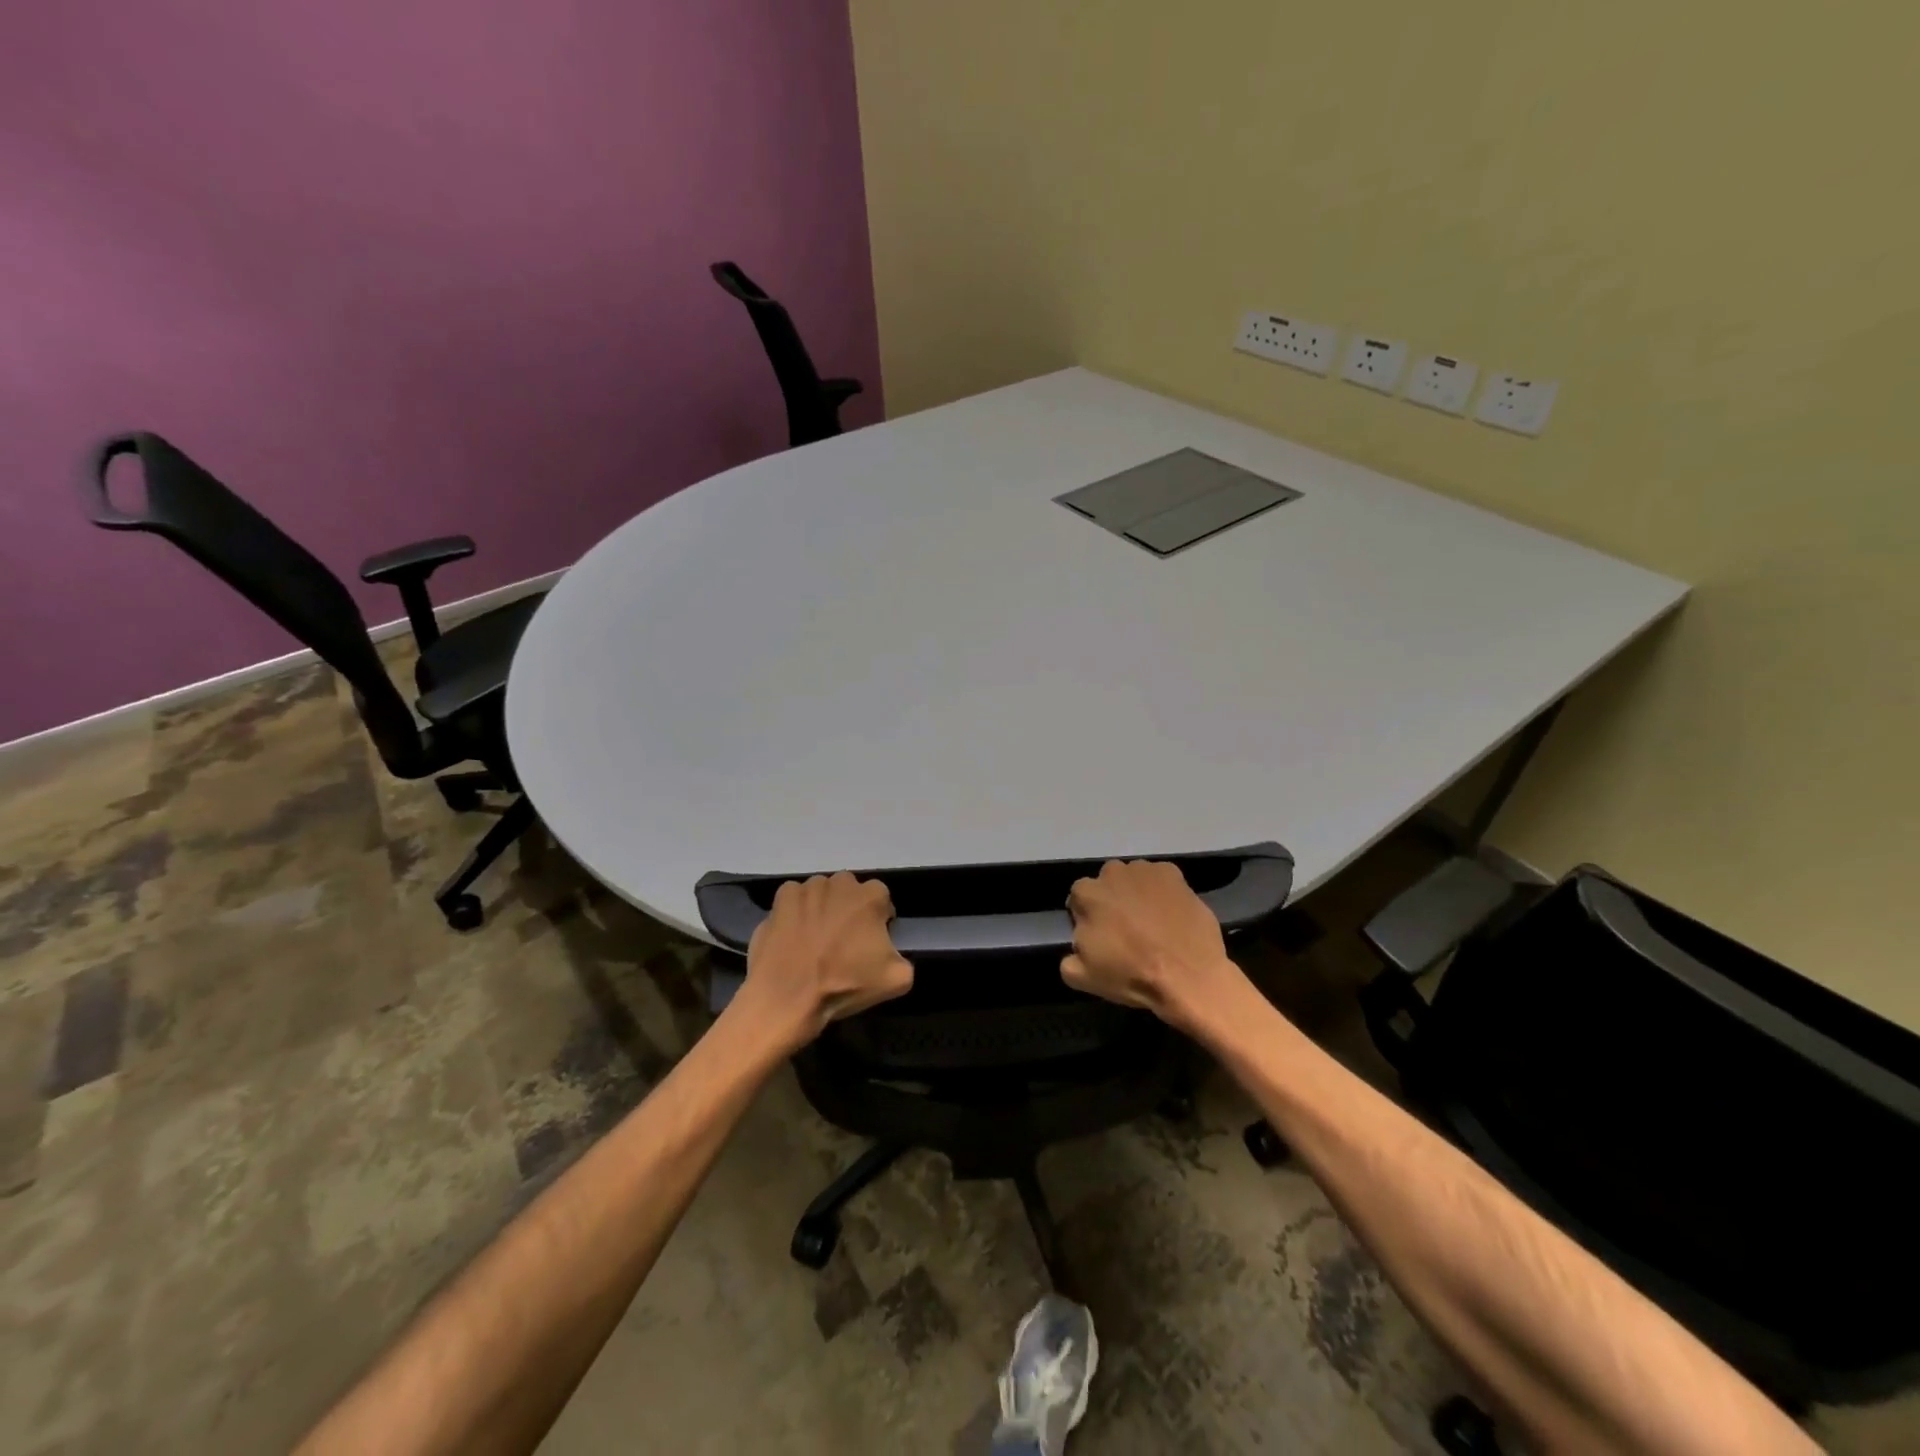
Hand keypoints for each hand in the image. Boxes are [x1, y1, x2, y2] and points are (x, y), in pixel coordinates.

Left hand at [736, 872, 912, 1049]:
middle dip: (849, 910)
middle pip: (850, 892)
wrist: (789, 996)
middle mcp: (841, 882)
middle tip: (842, 940)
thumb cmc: (844, 984)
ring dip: (822, 908)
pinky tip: (794, 935)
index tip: (870, 942)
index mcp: (871, 896)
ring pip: (822, 893)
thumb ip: (904, 958)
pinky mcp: (782, 897)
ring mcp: (808, 887)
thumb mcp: (896, 980)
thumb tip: (892, 952)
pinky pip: (794, 898)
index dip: (878, 920)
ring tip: (815, 939)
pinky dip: (795, 911)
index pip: (881, 900)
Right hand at [1061, 859, 1236, 1024]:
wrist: (1188, 976)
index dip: (1088, 917)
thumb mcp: (1083, 978)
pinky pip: (1161, 879)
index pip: (1079, 899)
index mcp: (1087, 894)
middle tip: (1126, 928)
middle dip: (1112, 900)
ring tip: (1151, 921)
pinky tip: (1170, 914)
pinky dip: (1162, 891)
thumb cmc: (1132, 975)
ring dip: (1136, 893)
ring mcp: (1145, 870)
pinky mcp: (1174, 874)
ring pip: (1133, 878)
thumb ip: (1068, 957)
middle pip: (1106, 883)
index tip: (1101, 936)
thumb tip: (1078, 944)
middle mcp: (1113, 872)